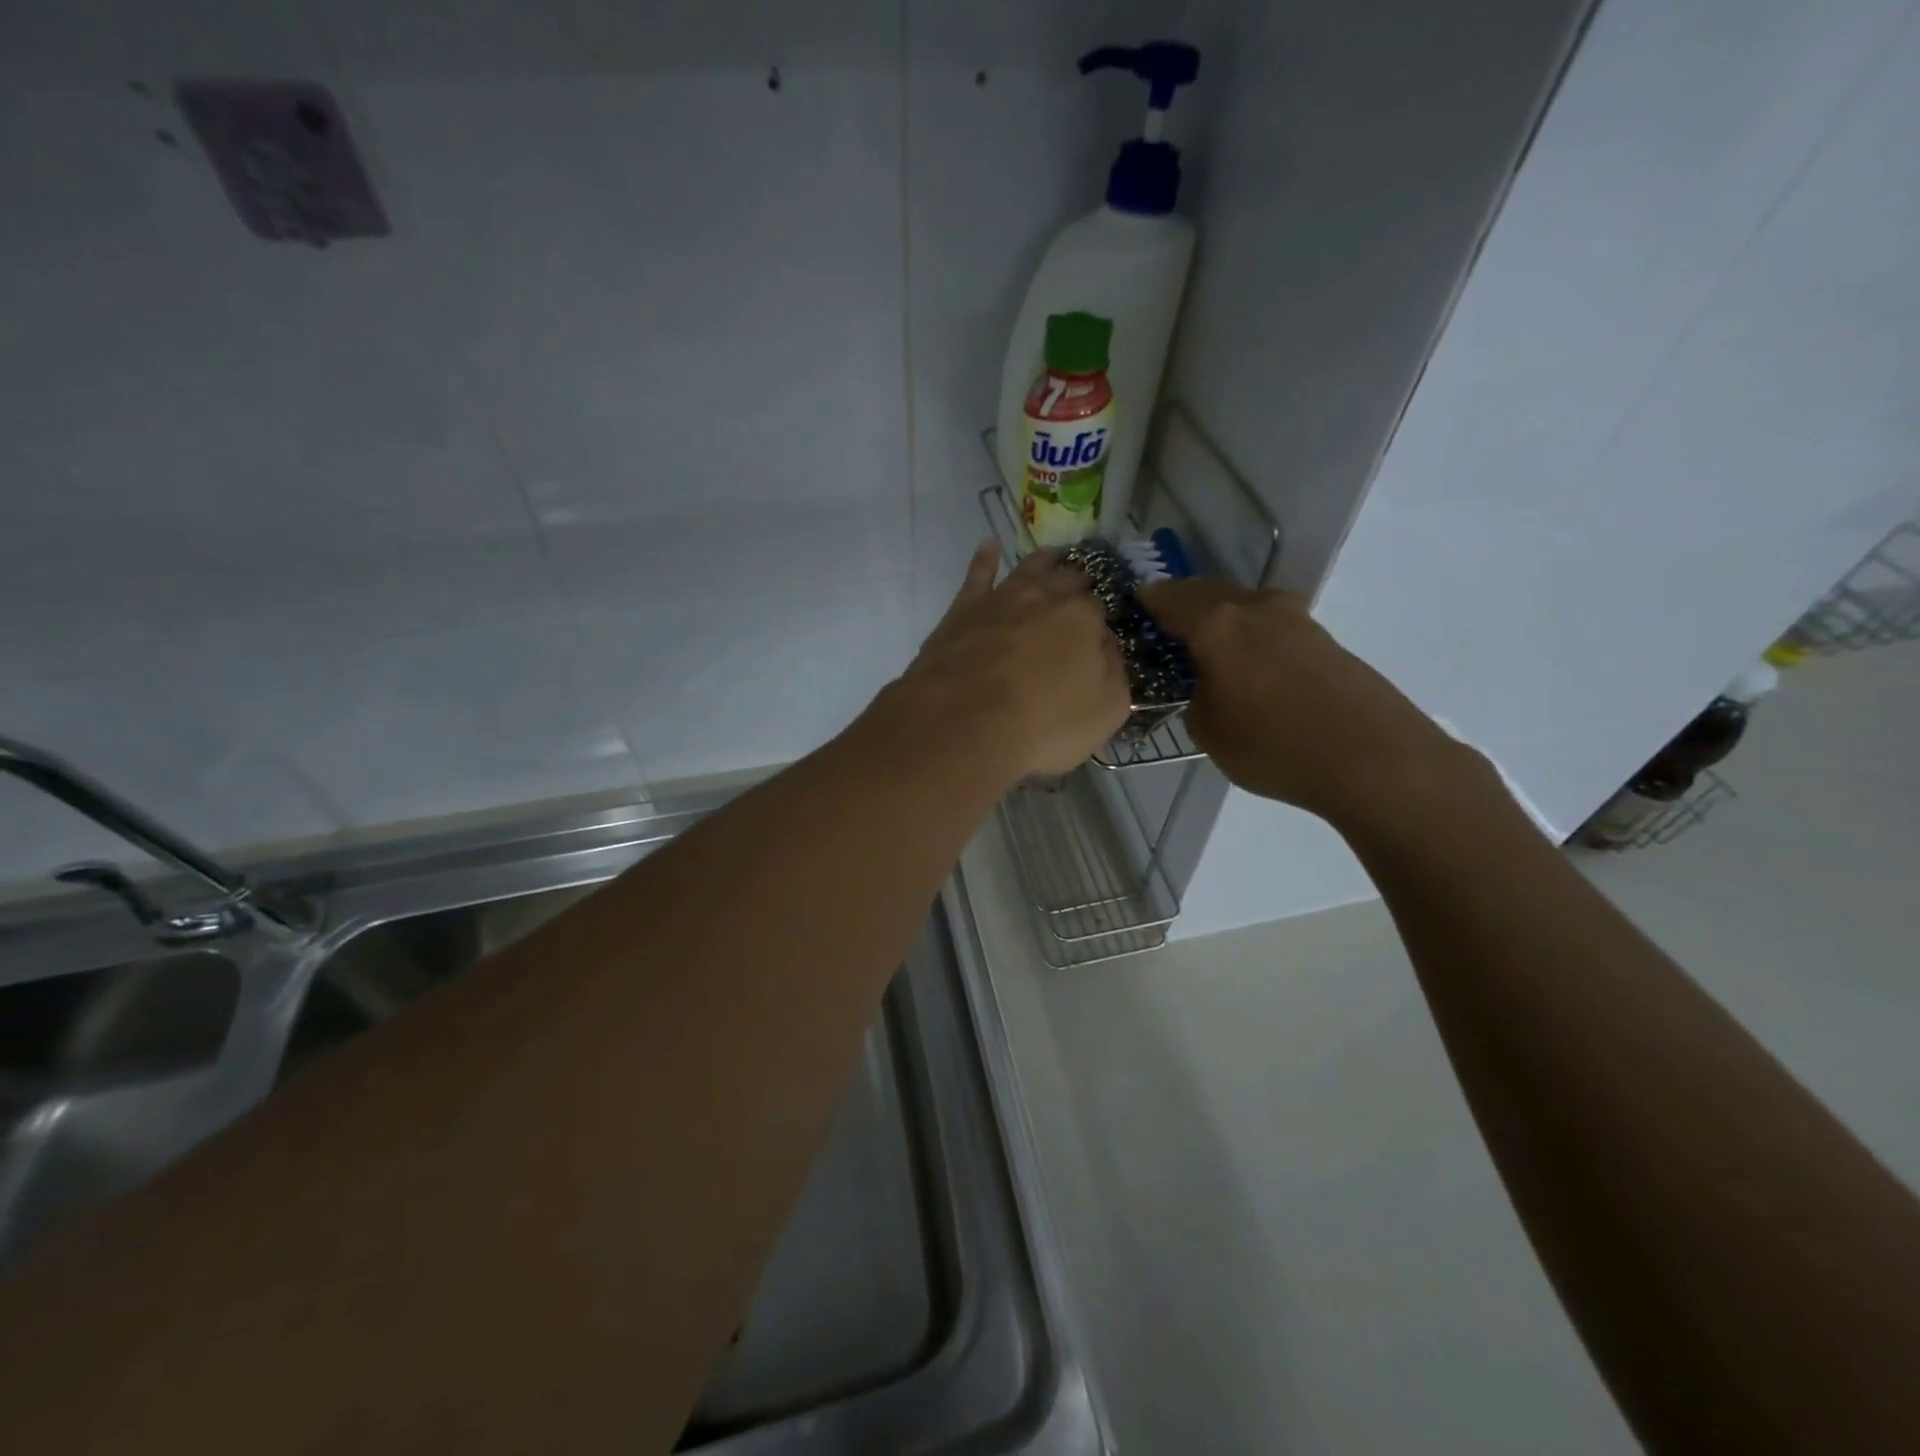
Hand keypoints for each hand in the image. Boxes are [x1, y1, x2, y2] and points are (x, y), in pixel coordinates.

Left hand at [903, 542, 1130, 778]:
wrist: (964, 722)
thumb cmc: (1044, 723)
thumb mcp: (1107, 709)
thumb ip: (1114, 670)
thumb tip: (1106, 644)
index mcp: (1084, 618)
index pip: (1100, 608)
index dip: (1100, 620)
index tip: (1098, 633)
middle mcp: (1045, 596)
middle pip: (1068, 580)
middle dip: (1077, 584)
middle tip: (1081, 590)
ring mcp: (1002, 598)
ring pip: (1029, 567)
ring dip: (1044, 562)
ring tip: (1053, 556)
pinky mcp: (963, 609)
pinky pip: (978, 573)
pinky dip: (986, 558)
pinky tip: (990, 546)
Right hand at [1138, 579, 1475, 824]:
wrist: (1373, 758)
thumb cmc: (1274, 744)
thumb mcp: (1208, 730)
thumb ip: (1195, 696)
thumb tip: (1206, 685)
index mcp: (1217, 623)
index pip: (1168, 598)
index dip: (1147, 604)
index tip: (1133, 614)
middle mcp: (1256, 607)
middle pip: (1208, 594)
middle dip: (1184, 608)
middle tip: (1166, 634)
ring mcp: (1297, 620)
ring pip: (1243, 609)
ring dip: (1222, 623)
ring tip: (1208, 654)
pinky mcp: (1325, 640)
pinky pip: (1272, 629)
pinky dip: (1252, 640)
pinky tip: (1252, 670)